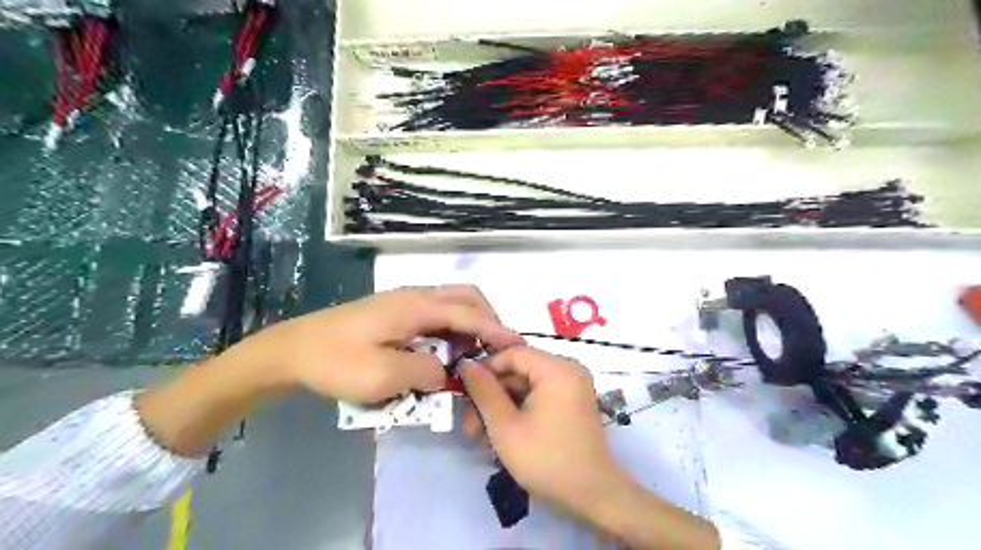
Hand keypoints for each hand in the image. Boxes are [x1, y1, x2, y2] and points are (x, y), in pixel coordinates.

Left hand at [259, 289, 519, 403]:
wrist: (293, 350)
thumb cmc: (336, 362)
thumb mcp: (384, 376)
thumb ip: (425, 371)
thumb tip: (445, 369)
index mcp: (416, 307)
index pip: (468, 314)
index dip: (495, 330)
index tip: (517, 345)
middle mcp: (415, 296)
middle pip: (465, 297)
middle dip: (486, 319)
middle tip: (494, 348)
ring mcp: (404, 301)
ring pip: (451, 302)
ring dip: (468, 324)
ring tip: (471, 354)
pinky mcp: (395, 310)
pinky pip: (435, 312)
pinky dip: (451, 327)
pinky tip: (444, 350)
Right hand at [459, 349, 717, 549]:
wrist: (593, 496)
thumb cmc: (547, 459)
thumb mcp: (505, 426)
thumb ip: (483, 391)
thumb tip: (466, 364)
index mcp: (557, 369)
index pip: (512, 353)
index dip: (484, 368)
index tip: (463, 390)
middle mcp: (567, 370)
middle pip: (518, 371)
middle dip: (491, 396)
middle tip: (469, 423)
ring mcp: (571, 387)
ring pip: (525, 387)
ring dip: (501, 408)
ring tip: (480, 436)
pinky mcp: (571, 403)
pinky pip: (538, 397)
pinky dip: (518, 412)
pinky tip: (500, 436)